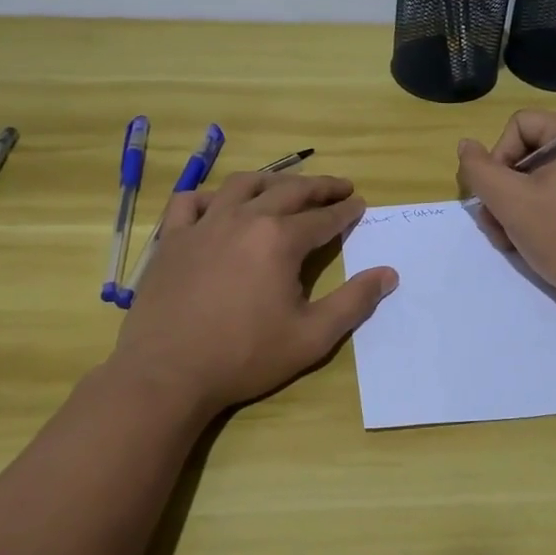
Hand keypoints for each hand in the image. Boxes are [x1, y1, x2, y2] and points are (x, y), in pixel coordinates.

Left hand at [107, 171, 397, 419]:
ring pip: (243, 185)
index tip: (360, 204)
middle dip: (319, 187)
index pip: (324, 218)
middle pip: (289, 191)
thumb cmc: (244, 357)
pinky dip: (210, 196)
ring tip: (287, 186)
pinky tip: (219, 204)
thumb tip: (389, 274)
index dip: (346, 211)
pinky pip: (190, 201)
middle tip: (339, 187)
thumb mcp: (311, 337)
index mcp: (280, 240)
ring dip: (272, 181)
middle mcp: (244, 219)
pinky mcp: (173, 238)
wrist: (167, 374)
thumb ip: (353, 302)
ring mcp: (204, 224)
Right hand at [455, 111, 555, 321]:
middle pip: (530, 153)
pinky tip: (527, 243)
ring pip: (542, 178)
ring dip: (515, 206)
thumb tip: (466, 146)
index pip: (520, 125)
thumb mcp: (509, 201)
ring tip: (507, 240)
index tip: (494, 196)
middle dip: (504, 189)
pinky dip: (539, 213)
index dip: (497, 157)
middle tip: (494, 224)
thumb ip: (479, 169)